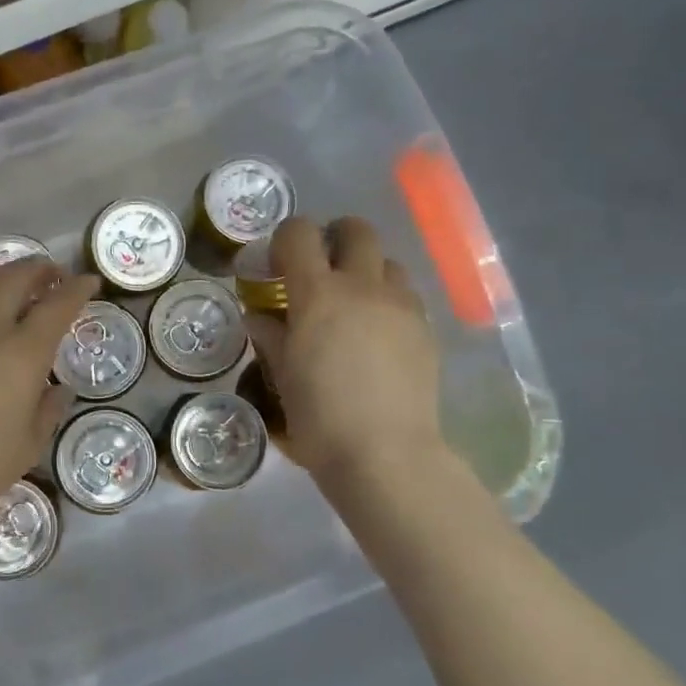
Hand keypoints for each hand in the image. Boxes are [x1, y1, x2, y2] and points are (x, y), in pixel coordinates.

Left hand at [0, 260, 98, 534]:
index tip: (88, 281)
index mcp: (21, 355)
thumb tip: (57, 390)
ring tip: (10, 286)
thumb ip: (48, 410)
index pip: (58, 305)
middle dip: (39, 268)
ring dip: (0, 276)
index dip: (78, 288)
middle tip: (51, 275)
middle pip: (14, 277)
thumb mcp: (28, 446)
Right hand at [246, 216, 447, 493]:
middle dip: (334, 237)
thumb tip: (259, 316)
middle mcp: (363, 286)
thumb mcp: (283, 376)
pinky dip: (388, 300)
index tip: (276, 263)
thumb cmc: (319, 418)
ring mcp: (401, 306)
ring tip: (352, 303)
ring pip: (387, 261)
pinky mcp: (426, 329)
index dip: (284, 239)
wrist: (385, 455)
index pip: (299, 234)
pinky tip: (377, 334)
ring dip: (365, 269)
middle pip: (356, 230)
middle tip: (319, 269)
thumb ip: (271, 336)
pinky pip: (406, 296)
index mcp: (318, 293)